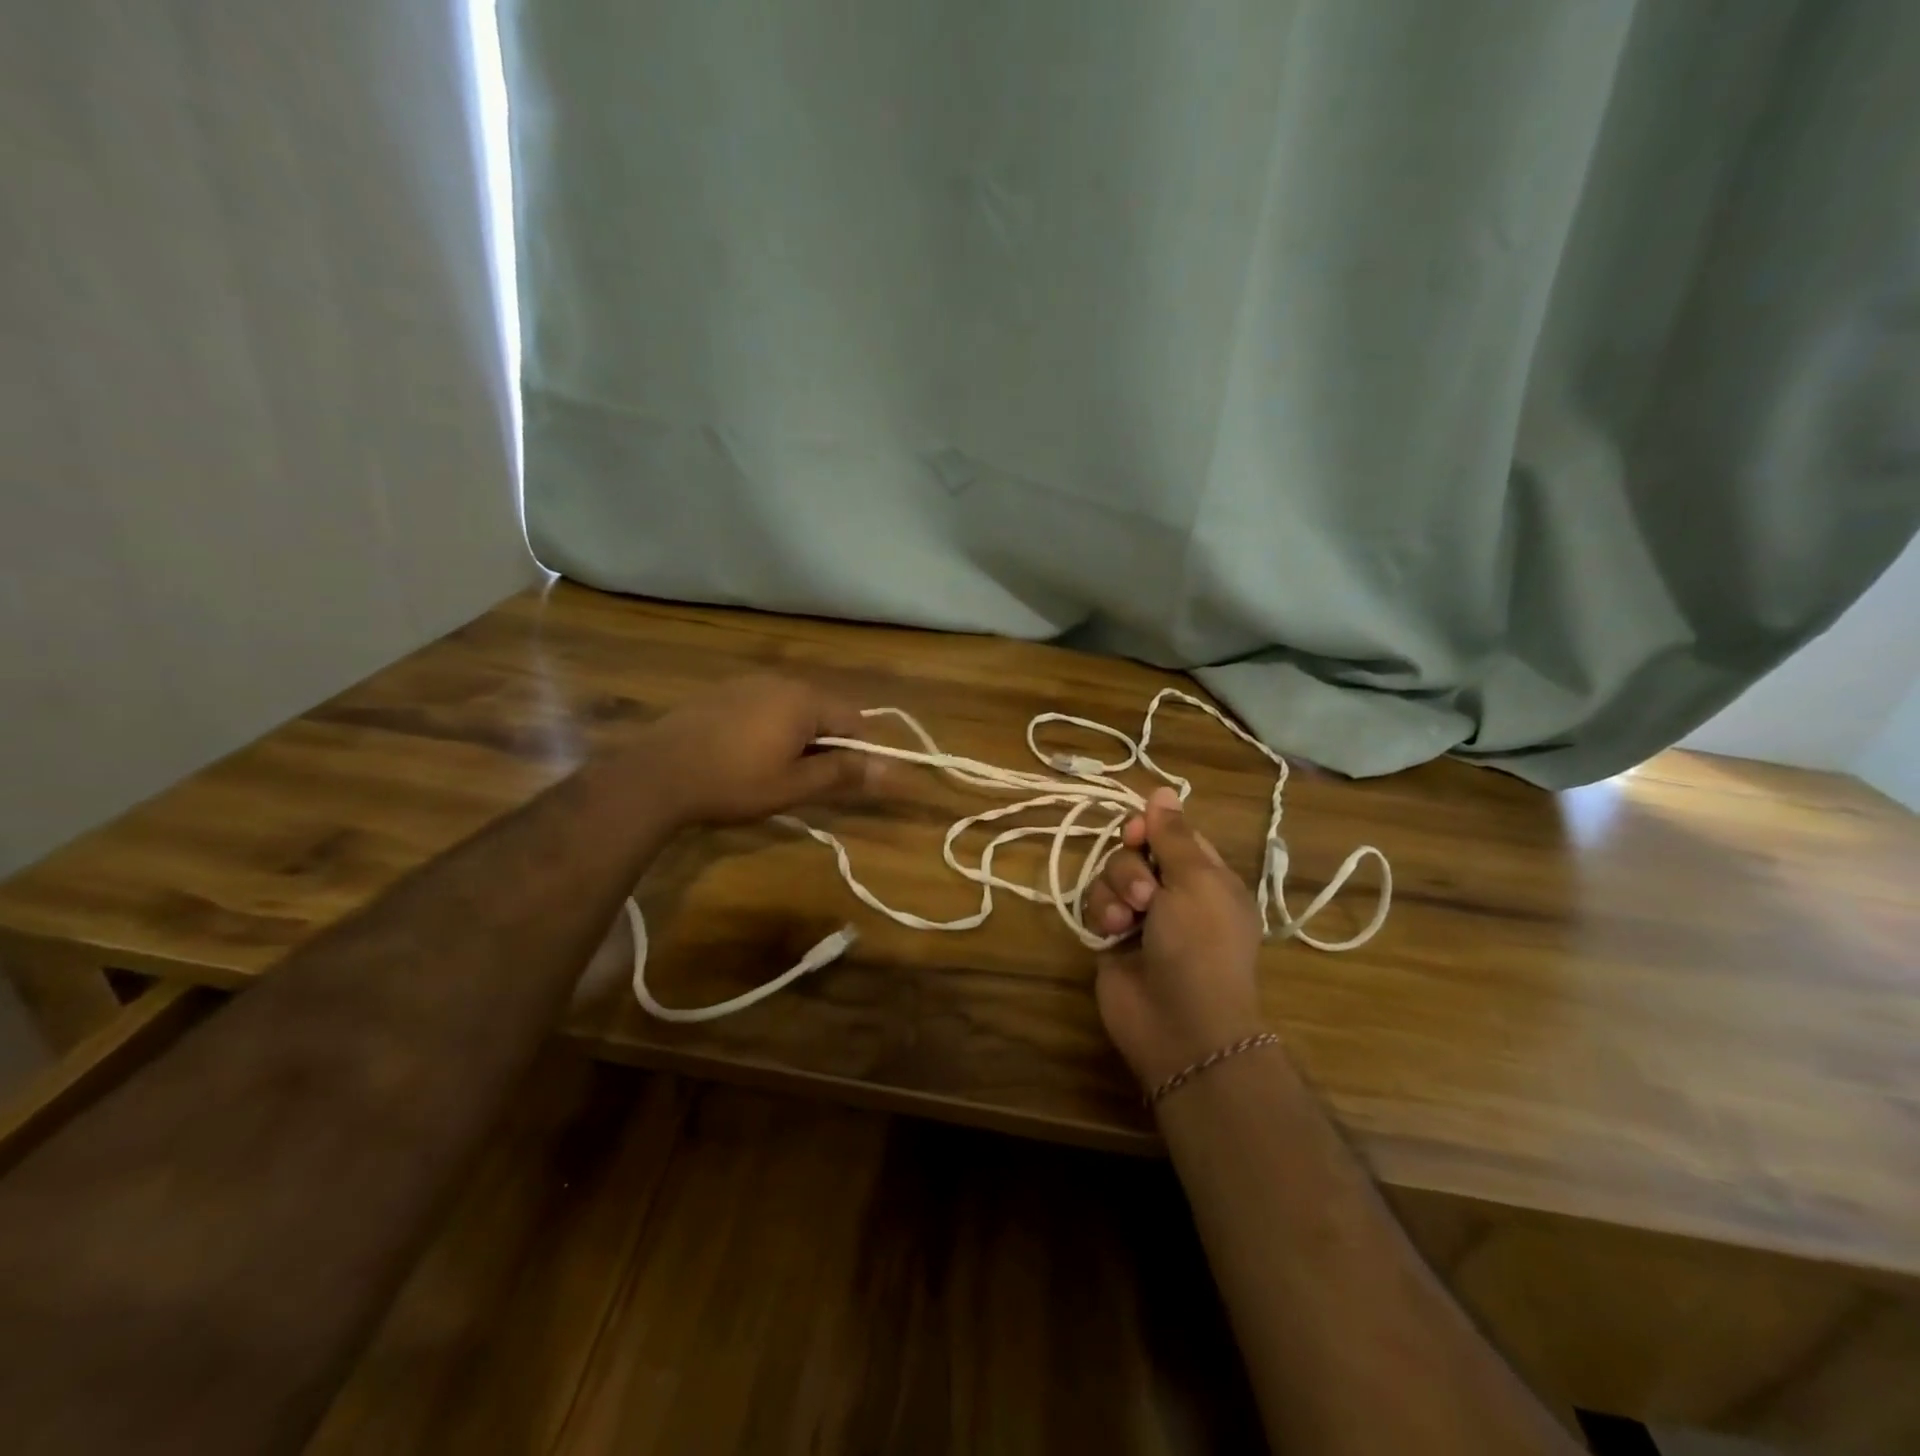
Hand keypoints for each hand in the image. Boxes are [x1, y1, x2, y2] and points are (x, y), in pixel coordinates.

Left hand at [636, 675, 882, 826]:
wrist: (655, 776)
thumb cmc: (733, 783)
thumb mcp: (794, 785)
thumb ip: (843, 773)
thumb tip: (891, 770)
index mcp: (804, 700)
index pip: (855, 719)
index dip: (859, 751)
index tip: (844, 781)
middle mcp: (780, 681)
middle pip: (824, 710)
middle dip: (826, 743)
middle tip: (807, 780)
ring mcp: (747, 683)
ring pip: (792, 708)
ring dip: (797, 736)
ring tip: (774, 770)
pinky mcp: (721, 692)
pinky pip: (763, 706)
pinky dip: (768, 728)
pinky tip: (745, 754)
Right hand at [1085, 787, 1267, 1090]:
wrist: (1181, 1024)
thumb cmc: (1201, 945)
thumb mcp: (1196, 881)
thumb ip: (1172, 835)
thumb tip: (1163, 789)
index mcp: (1206, 877)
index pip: (1172, 834)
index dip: (1152, 828)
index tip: (1138, 834)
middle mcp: (1173, 892)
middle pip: (1135, 851)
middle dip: (1131, 865)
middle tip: (1143, 892)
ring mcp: (1141, 917)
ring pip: (1111, 874)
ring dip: (1115, 889)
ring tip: (1127, 919)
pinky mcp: (1112, 938)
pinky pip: (1096, 904)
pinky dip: (1101, 912)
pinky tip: (1111, 932)